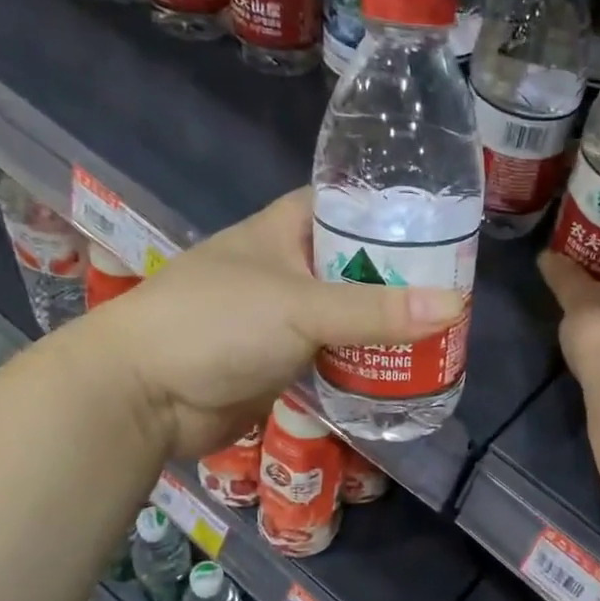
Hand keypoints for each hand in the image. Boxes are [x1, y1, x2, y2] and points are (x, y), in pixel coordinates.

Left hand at [74, 188, 465, 456]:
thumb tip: (457, 305)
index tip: (440, 226)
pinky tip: (405, 366)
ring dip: (386, 323)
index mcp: (284, 230)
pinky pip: (336, 352)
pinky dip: (366, 359)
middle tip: (455, 287)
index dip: (390, 212)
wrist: (142, 395)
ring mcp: (284, 315)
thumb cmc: (216, 324)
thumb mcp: (302, 307)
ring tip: (444, 328)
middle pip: (356, 263)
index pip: (347, 204)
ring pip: (349, 312)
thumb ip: (377, 310)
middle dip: (401, 276)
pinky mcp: (283, 359)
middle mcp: (287, 267)